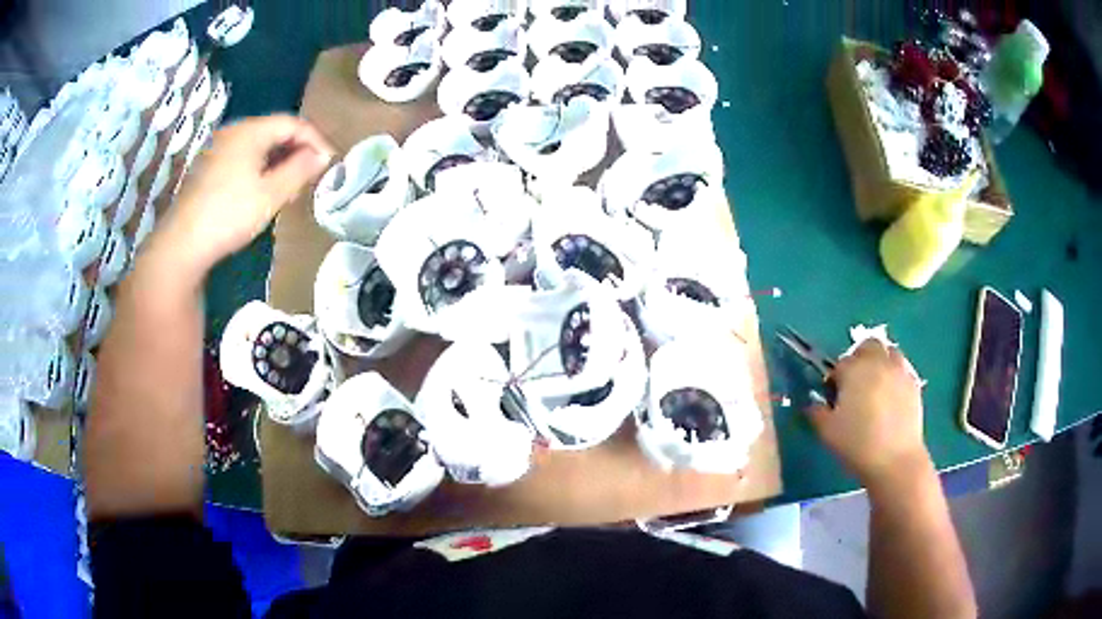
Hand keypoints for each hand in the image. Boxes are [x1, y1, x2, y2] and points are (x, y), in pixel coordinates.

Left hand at [158, 115, 334, 271]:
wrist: (182, 244)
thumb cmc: (229, 215)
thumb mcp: (271, 195)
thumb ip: (299, 170)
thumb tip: (322, 156)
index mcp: (250, 131)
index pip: (292, 123)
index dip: (314, 139)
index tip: (329, 162)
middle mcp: (233, 131)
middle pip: (273, 131)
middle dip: (296, 150)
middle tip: (309, 176)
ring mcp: (216, 149)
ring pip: (257, 145)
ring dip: (278, 161)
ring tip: (288, 187)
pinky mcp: (207, 167)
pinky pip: (241, 157)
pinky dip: (259, 168)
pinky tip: (261, 190)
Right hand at [807, 340, 930, 489]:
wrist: (895, 460)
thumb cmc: (857, 444)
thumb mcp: (827, 432)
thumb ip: (817, 413)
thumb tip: (813, 404)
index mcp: (854, 369)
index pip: (840, 363)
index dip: (835, 379)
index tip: (833, 397)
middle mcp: (878, 362)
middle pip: (868, 346)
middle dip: (860, 358)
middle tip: (855, 383)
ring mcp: (900, 371)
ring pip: (889, 352)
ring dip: (880, 362)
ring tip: (875, 386)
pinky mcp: (914, 385)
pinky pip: (902, 370)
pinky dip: (895, 377)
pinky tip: (891, 398)